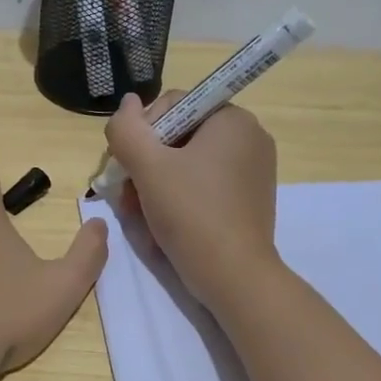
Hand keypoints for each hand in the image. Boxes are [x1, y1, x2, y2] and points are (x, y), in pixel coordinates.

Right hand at [104, 92, 280, 309]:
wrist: (234, 277)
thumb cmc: (191, 213)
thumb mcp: (148, 167)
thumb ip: (127, 129)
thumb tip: (127, 103)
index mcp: (232, 119)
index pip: (173, 105)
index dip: (142, 132)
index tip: (128, 166)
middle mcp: (249, 137)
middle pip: (178, 136)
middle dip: (146, 164)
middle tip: (127, 195)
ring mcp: (252, 170)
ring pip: (187, 164)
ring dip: (156, 184)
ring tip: (138, 213)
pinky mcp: (248, 199)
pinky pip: (204, 185)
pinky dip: (179, 198)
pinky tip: (161, 222)